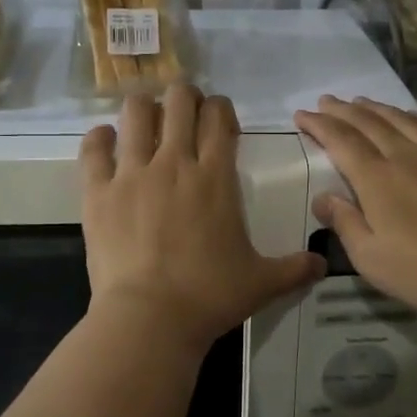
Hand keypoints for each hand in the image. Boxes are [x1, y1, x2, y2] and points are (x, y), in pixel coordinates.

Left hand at [81, 83, 324, 351]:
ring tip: (146, 119)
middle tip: (184, 112)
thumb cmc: (209, 296)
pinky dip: (99, 138)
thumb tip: (323, 264)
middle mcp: (174, 162)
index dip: (220, 108)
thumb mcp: (262, 283)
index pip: (218, 117)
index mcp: (215, 177)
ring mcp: (132, 174)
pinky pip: (93, 148)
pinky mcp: (98, 192)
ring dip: (144, 109)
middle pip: (179, 101)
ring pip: (135, 113)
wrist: (150, 318)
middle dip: (184, 97)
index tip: (219, 120)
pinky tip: (105, 140)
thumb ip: (295, 269)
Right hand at [293, 94, 416, 322]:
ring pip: (402, 119)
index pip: (341, 141)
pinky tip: (412, 117)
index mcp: (377, 179)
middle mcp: (406, 156)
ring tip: (360, 100)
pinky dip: (415, 117)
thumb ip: (346, 224)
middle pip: (369, 123)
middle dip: (343, 110)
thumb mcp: (373, 259)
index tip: (301, 115)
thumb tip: (322, 197)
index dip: (319, 126)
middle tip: (325, 101)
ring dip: (376, 107)